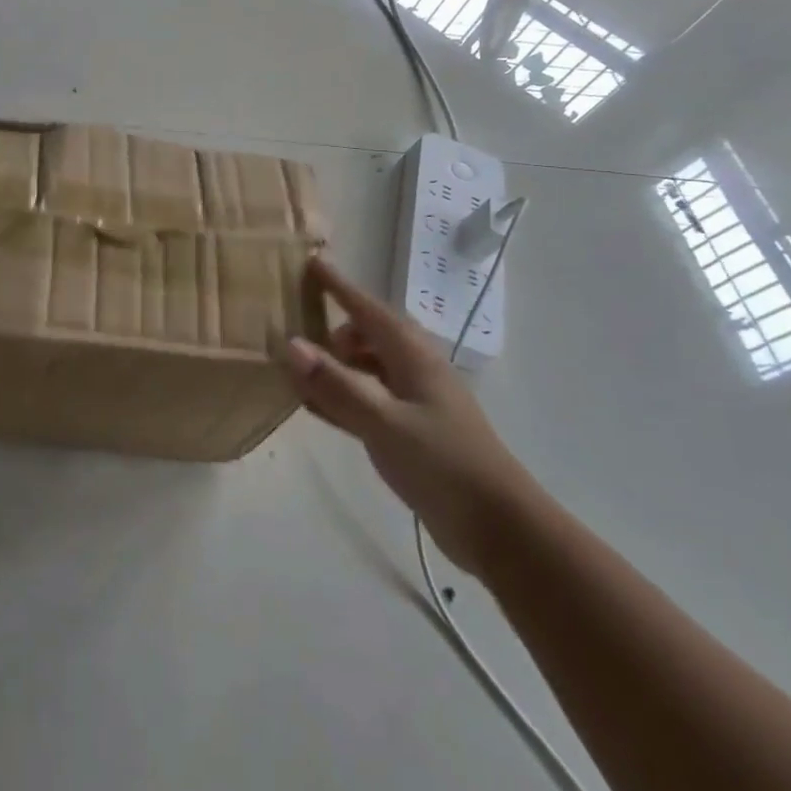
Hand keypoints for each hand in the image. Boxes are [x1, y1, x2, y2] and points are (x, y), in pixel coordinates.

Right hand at [280, 257, 541, 576]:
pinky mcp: (412, 432)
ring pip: (368, 368)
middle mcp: (415, 371)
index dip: (339, 286)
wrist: (500, 529)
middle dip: (335, 327)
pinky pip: (368, 399)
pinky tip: (317, 407)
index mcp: (413, 357)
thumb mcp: (384, 423)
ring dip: (336, 364)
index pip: (367, 309)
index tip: (312, 261)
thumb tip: (290, 344)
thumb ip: (337, 385)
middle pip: (369, 335)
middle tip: (297, 330)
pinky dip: (342, 396)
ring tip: (300, 368)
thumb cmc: (443, 464)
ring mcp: (416, 402)